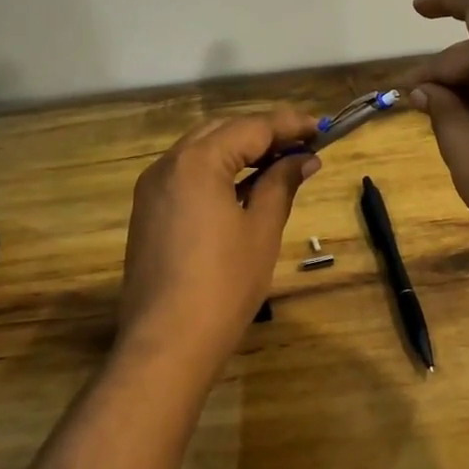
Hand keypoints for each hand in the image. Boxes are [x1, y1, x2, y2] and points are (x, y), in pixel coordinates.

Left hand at [117, 107, 319, 370]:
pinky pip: (188, 175)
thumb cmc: (223, 284)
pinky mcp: (148, 212)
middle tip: (303, 144)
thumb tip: (303, 159)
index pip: (251, 128)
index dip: (289, 125)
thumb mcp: (261, 230)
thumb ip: (281, 184)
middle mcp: (168, 164)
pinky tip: (246, 187)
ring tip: (281, 163)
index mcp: (197, 162)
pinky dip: (219, 171)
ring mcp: (152, 189)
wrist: (167, 343)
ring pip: (202, 151)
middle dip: (264, 134)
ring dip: (241, 151)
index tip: (321, 128)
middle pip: (223, 131)